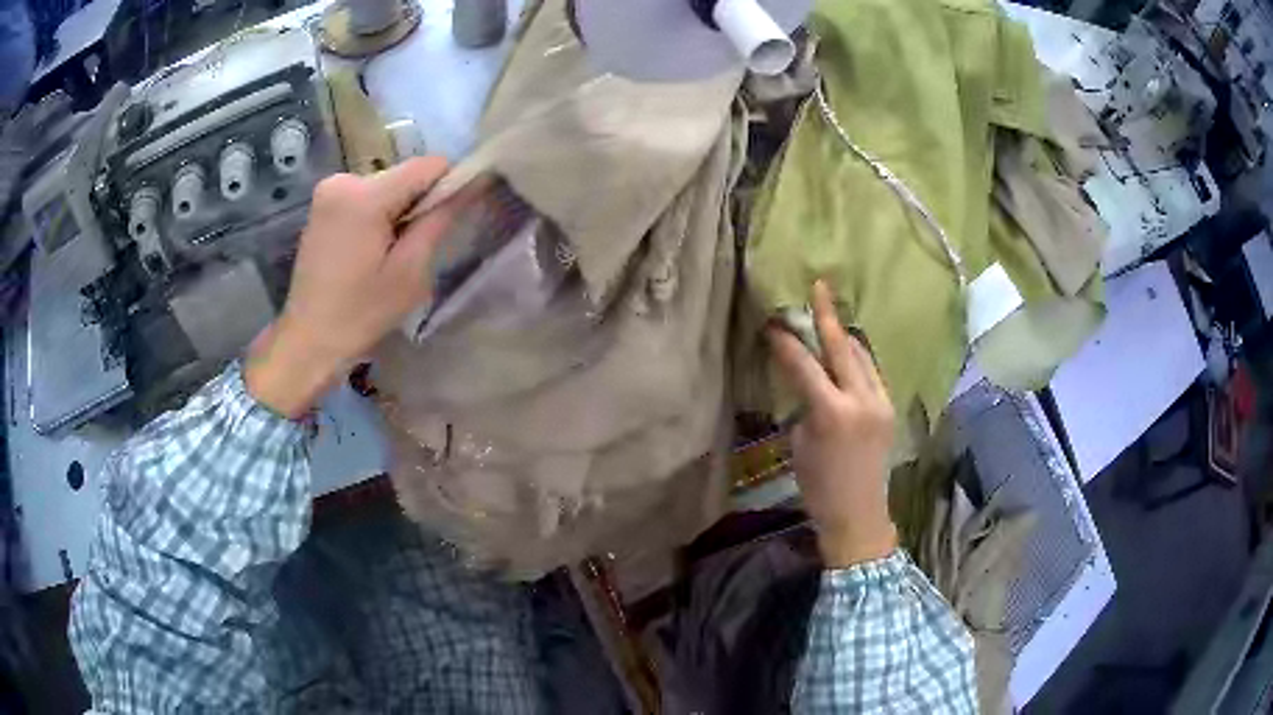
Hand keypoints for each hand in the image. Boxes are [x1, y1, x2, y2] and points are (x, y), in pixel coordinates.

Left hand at [246, 157, 457, 417]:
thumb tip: (472, 184)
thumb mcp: (410, 272)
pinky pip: (365, 195)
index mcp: (364, 195)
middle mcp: (343, 180)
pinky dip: (376, 214)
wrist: (309, 340)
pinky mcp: (321, 204)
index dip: (448, 186)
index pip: (428, 165)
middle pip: (404, 174)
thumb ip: (440, 219)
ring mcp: (328, 190)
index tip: (447, 222)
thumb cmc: (361, 313)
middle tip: (411, 249)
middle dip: (417, 203)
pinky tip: (368, 250)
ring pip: (386, 185)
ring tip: (387, 254)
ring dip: (397, 210)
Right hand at [768, 281, 897, 567]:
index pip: (805, 365)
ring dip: (845, 336)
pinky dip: (857, 358)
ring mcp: (881, 403)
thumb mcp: (800, 445)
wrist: (858, 516)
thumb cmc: (819, 488)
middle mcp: (862, 400)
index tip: (773, 323)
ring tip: (830, 318)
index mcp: (832, 413)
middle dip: (828, 316)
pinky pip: (872, 372)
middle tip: (819, 287)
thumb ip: (806, 406)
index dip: (787, 342)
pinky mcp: (889, 409)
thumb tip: (809, 383)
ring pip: (863, 356)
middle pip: (843, 347)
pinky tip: (847, 353)